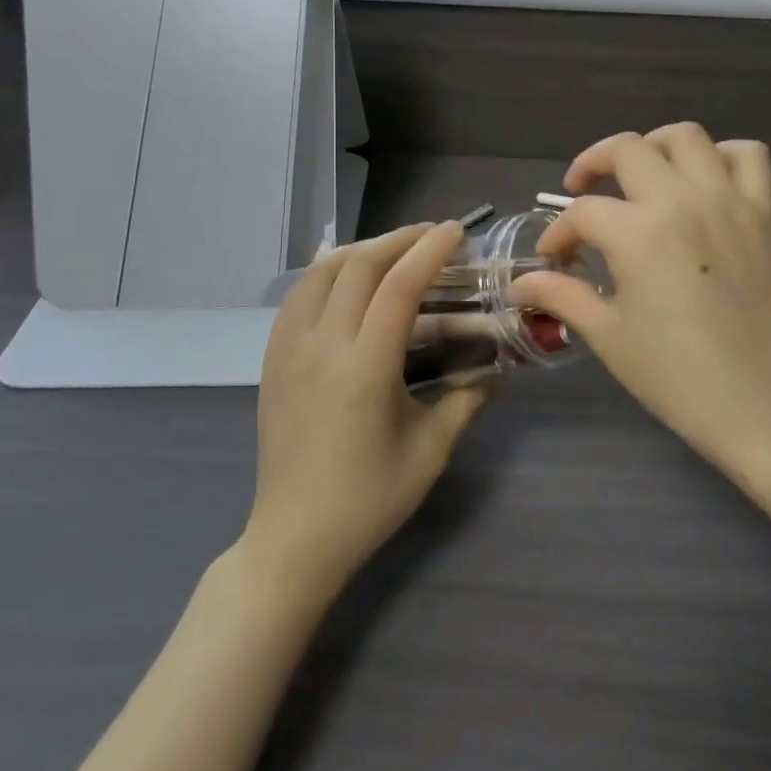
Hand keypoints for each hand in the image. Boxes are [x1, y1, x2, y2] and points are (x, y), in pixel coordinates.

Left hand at [243, 223, 487, 597]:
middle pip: (358, 266)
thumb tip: (499, 369)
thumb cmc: (370, 498)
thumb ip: (467, 399)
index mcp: (365, 367)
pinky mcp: (271, 359)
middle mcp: (322, 346)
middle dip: (398, 240)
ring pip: (321, 273)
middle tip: (431, 235)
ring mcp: (289, 350)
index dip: (430, 251)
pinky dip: (326, 273)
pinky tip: (346, 279)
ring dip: (360, 250)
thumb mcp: (431, 450)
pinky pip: (298, 296)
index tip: (456, 231)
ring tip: (393, 249)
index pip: (400, 286)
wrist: (295, 539)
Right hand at [512, 125, 770, 475]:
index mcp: (638, 233)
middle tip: (583, 192)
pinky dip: (722, 156)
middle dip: (593, 164)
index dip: (559, 233)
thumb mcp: (605, 333)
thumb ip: (560, 294)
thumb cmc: (672, 373)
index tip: (553, 258)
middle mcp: (682, 201)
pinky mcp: (763, 213)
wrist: (752, 400)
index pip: (584, 212)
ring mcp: (728, 201)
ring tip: (641, 174)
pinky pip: (748, 156)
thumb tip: (521, 283)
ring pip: (686, 136)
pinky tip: (702, 181)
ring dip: (654, 146)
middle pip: (627, 149)